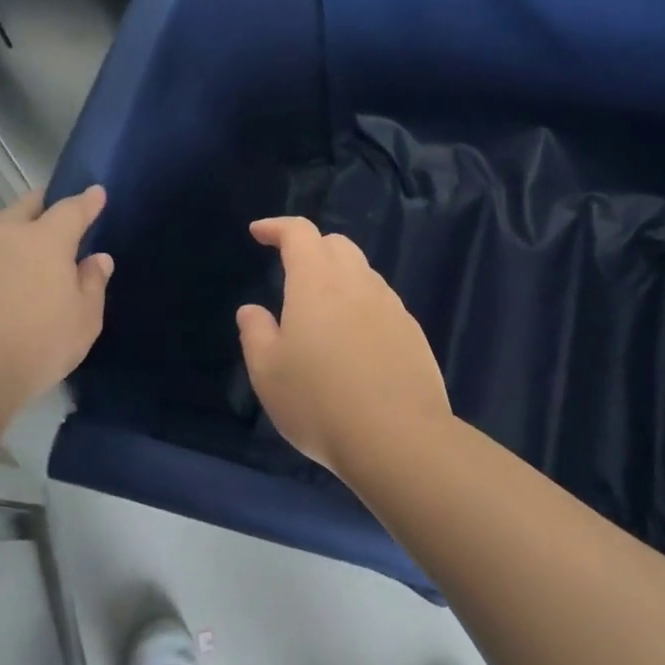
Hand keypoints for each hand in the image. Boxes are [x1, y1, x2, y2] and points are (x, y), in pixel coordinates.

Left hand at [0, 186, 112, 405]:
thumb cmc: (34, 347)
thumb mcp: (83, 323)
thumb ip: (92, 285)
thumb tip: (96, 259)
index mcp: (44, 241)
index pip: (71, 210)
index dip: (85, 201)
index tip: (95, 193)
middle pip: (22, 208)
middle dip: (39, 207)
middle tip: (47, 216)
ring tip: (4, 274)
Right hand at [235, 217, 451, 471]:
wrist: (397, 437)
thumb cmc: (319, 402)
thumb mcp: (268, 373)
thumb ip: (255, 333)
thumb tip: (252, 309)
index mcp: (317, 283)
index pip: (299, 233)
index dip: (277, 227)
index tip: (259, 233)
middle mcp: (358, 283)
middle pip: (336, 244)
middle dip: (310, 248)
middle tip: (291, 272)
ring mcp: (391, 306)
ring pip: (363, 272)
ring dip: (339, 276)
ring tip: (322, 311)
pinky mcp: (412, 331)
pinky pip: (382, 301)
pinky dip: (361, 304)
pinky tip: (354, 340)